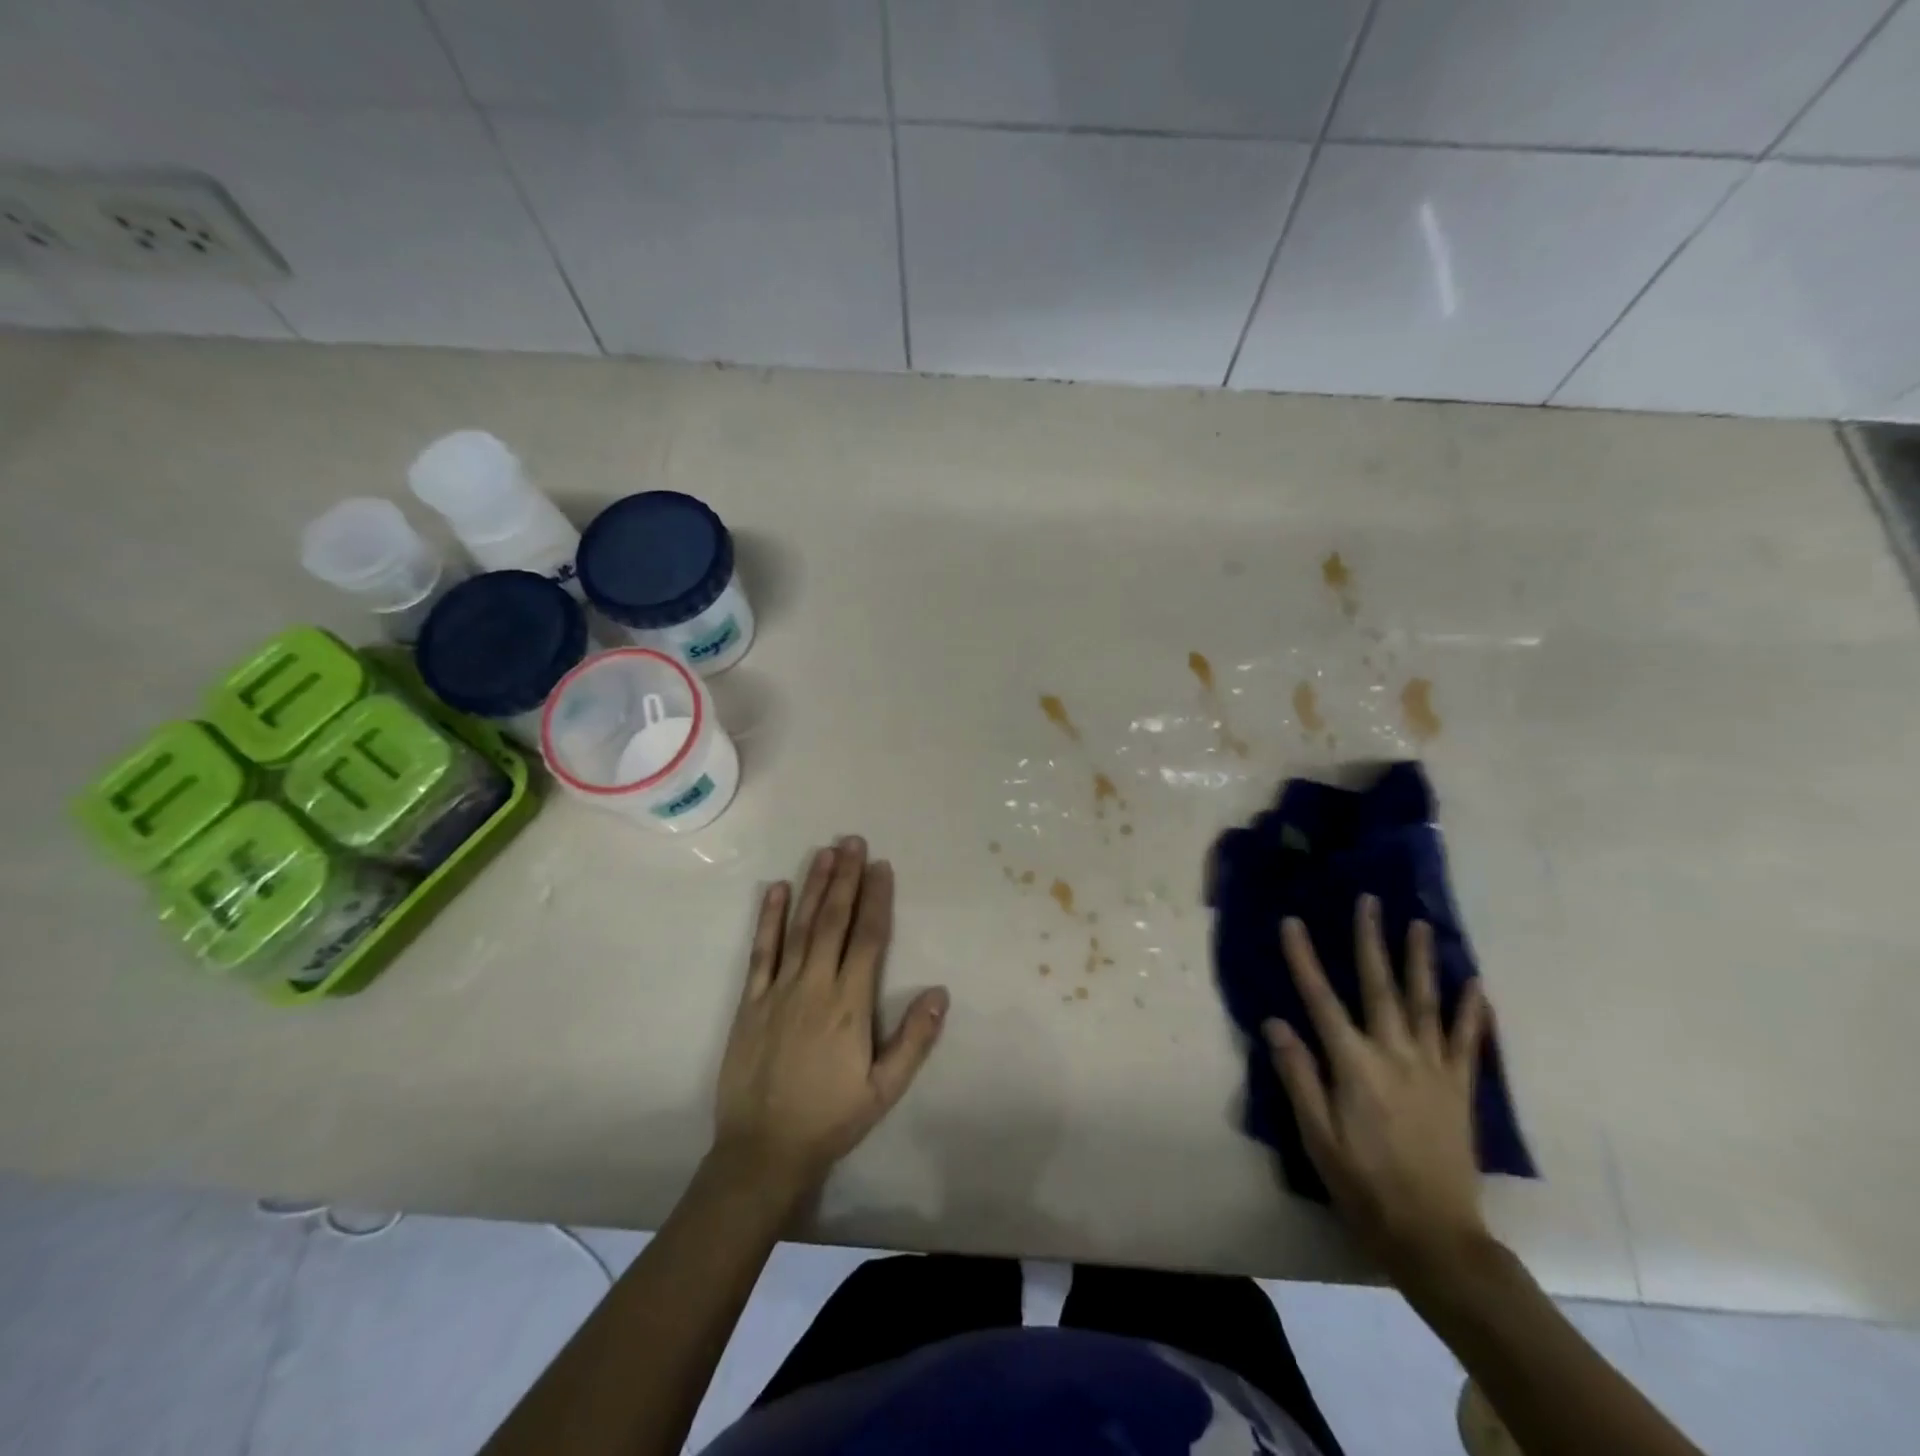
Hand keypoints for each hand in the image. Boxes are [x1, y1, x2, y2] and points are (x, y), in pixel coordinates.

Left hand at [713, 837, 948, 1199]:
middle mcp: (814, 986)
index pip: (868, 939)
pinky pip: (761, 952)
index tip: (881, 867)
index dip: (877, 899)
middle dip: (845, 878)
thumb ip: (914, 1040)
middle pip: (833, 921)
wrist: (763, 1151)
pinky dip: (769, 918)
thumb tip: (940, 992)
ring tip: (825, 852)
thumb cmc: (831, 1119)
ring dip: (813, 887)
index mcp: (849, 1005)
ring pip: (800, 927)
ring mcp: (778, 990)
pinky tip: (776, 890)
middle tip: (853, 841)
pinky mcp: (750, 1001)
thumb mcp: (884, 1090)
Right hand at [1266, 896, 1491, 1282]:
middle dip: (1370, 940)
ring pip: (1425, 1003)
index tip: (1292, 921)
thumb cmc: (1363, 1184)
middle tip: (1369, 900)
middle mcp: (1394, 1055)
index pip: (1321, 999)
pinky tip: (1475, 984)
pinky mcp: (1459, 1089)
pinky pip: (1467, 1042)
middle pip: (1379, 986)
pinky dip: (1472, 1011)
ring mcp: (1432, 1070)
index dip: (1304, 958)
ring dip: (1420, 960)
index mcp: (1354, 1065)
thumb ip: (1298, 1075)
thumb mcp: (1317, 1135)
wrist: (1434, 1235)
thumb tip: (1275, 1022)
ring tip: (1419, 924)